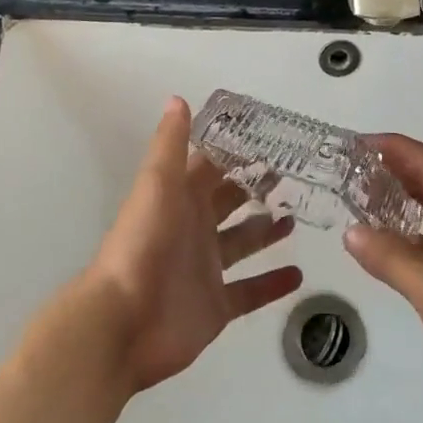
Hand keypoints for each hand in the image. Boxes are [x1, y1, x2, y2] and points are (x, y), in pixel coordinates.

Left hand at [83, 97, 303, 391]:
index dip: (235, 151)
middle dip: (256, 187)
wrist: (123, 323)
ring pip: (242, 243)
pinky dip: (272, 284)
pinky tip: (299, 274)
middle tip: (292, 174)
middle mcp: (195, 228)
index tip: (271, 137)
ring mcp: (206, 268)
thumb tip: (177, 98)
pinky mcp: (217, 305)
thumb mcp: (156, 186)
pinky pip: (250, 292)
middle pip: (230, 202)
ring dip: (266, 231)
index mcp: (181, 198)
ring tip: (296, 217)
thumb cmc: (142, 246)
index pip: (211, 166)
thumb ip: (170, 145)